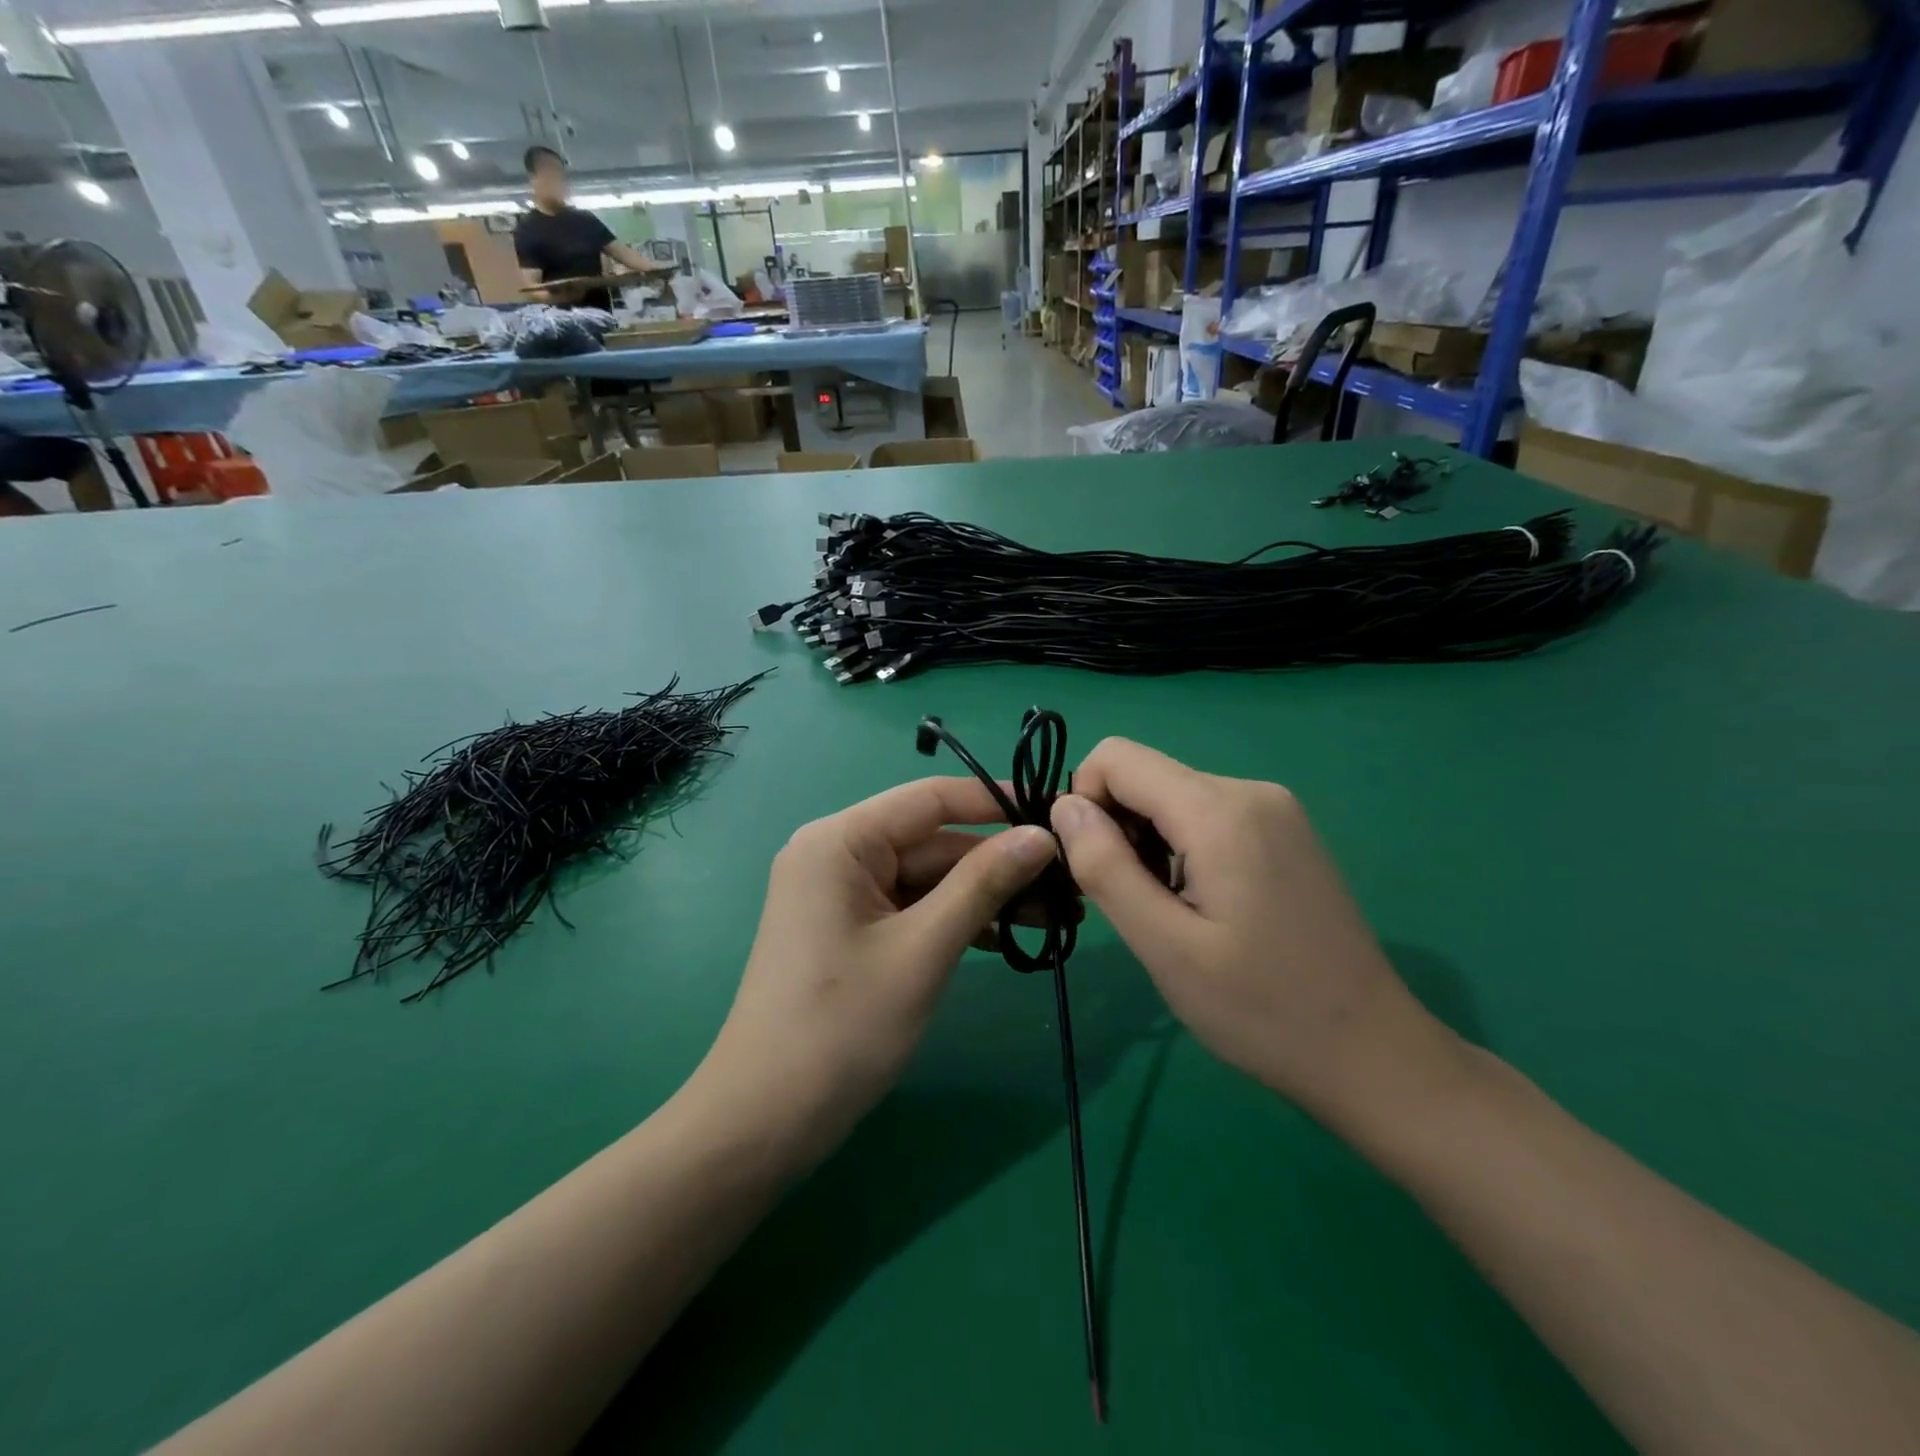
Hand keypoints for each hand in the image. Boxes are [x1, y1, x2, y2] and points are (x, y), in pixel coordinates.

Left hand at [698, 778, 1056, 1163]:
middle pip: (935, 841)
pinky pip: (914, 907)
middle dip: (1001, 862)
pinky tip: (1007, 935)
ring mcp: (843, 893)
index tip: (1060, 811)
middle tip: (1072, 885)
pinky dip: (957, 918)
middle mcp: (838, 853)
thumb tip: (1042, 835)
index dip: (998, 801)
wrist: (766, 1120)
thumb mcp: (923, 949)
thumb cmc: (843, 1027)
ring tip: (1058, 914)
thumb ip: (983, 883)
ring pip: (930, 877)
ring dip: (987, 894)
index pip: (932, 798)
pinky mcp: (852, 928)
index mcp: (841, 840)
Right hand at [1050, 739, 1456, 1121]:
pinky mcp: (1285, 831)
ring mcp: (1274, 809)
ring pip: (1173, 796)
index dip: (1084, 803)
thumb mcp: (1164, 946)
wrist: (1370, 1053)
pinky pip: (1206, 815)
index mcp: (1220, 810)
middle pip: (1145, 776)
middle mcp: (1249, 790)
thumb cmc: (1260, 1009)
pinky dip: (1182, 848)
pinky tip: (1202, 906)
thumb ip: (1105, 866)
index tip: (1093, 868)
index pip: (1115, 758)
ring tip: (1169, 913)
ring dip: (1149, 843)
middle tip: (1132, 903)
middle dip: (1117, 828)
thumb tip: (1064, 806)